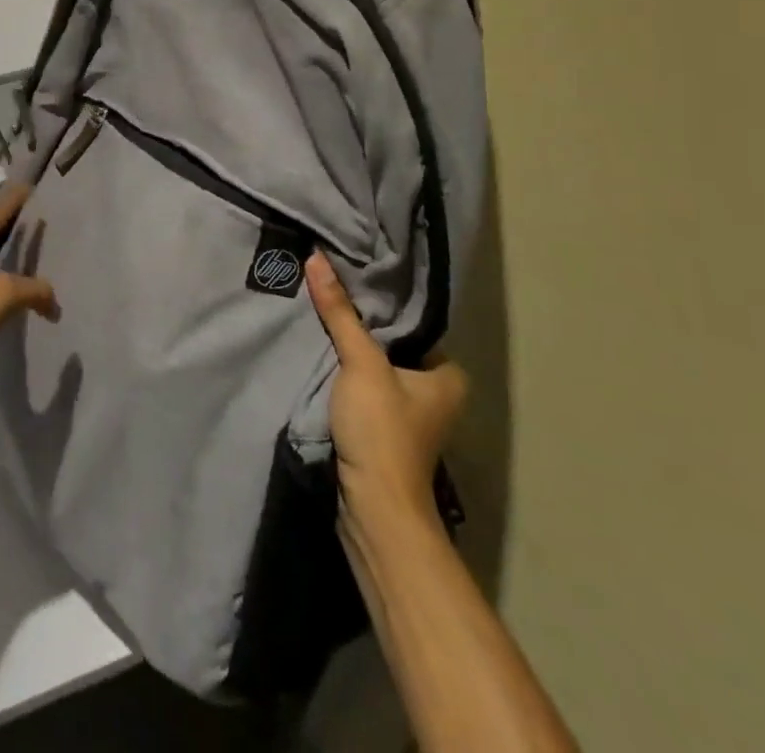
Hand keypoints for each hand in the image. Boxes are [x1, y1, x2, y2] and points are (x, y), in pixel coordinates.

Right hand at [306, 251, 468, 548]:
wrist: (373, 507)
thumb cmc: (382, 430)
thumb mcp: (361, 363)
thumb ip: (340, 312)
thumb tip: (317, 257)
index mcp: (448, 377)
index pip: (414, 325)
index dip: (384, 305)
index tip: (351, 280)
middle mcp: (436, 396)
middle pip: (393, 346)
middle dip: (364, 328)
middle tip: (330, 293)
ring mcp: (410, 418)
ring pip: (377, 369)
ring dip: (352, 353)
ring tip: (320, 317)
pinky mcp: (384, 433)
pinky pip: (364, 389)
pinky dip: (346, 376)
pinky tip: (322, 357)